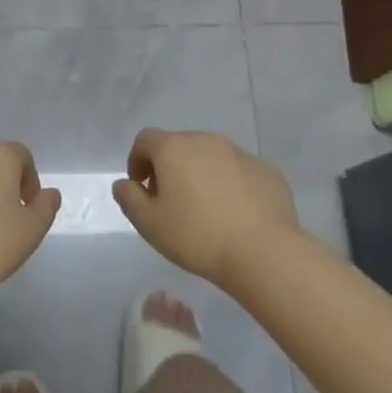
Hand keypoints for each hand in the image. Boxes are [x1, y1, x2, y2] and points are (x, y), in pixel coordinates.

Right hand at [113, 129, 298, 288]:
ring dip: (202, 175)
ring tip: (205, 210)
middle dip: (170, 168)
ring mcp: (240, 153)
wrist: (263, 252)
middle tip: (171, 202)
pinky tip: (236, 215)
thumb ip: (129, 198)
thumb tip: (124, 184)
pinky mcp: (267, 171)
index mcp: (174, 148)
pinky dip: (232, 185)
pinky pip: (240, 172)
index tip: (140, 188)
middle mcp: (206, 140)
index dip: (137, 160)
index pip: (145, 140)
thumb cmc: (196, 236)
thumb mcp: (149, 224)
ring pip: (212, 157)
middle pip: (179, 146)